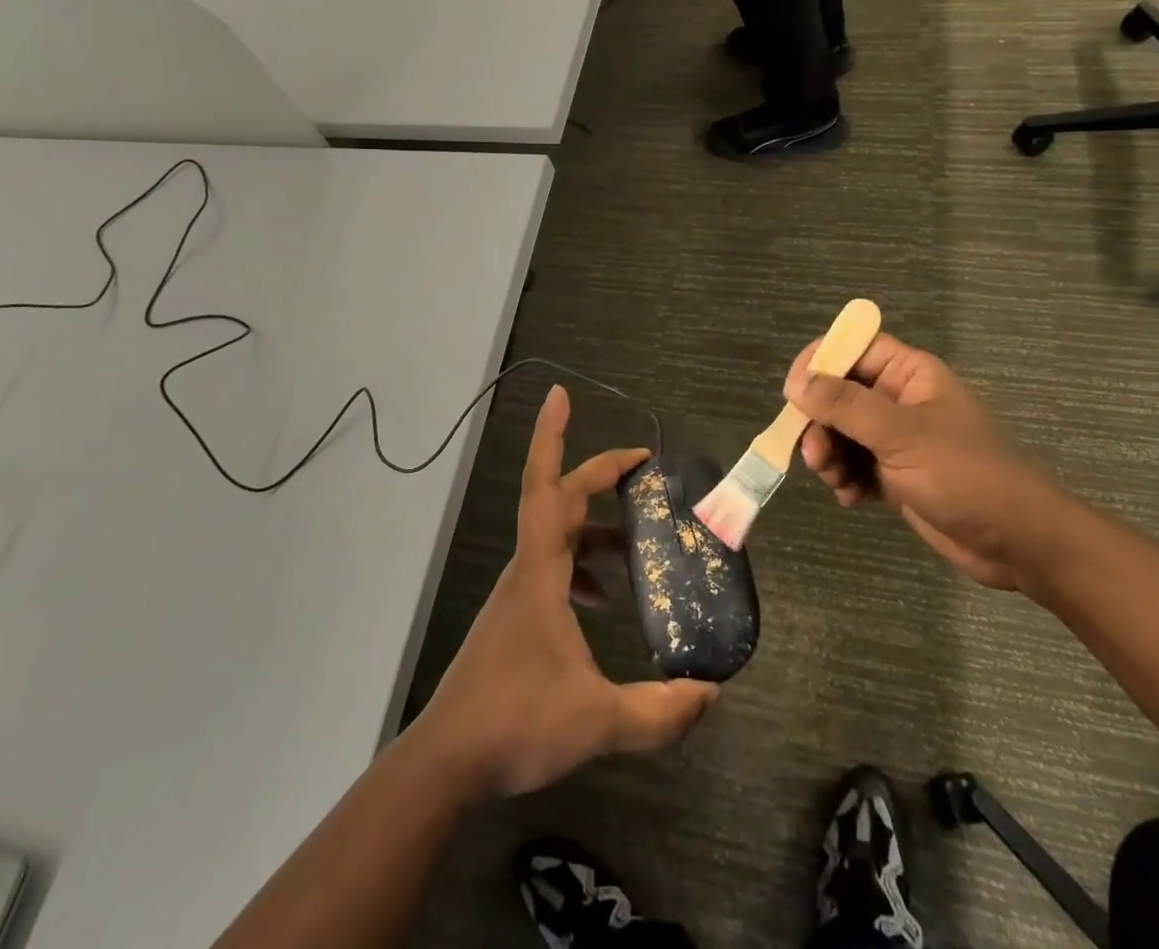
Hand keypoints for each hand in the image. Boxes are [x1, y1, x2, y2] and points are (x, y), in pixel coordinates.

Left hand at [416, 386, 718, 795]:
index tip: (562, 395)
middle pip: (557, 500)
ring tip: (640, 549)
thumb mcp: (596, 720)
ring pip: (558, 539)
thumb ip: (658, 711)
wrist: (446, 762)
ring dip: (596, 532)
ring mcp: (518, 594)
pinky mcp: (516, 618)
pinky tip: (607, 602)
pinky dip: (583, 569)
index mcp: (539, 571)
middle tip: (639, 468)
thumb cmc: (515, 724)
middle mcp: (526, 569)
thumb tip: (711, 693)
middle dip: (596, 474)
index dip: (553, 437)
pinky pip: (554, 571)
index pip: (548, 486)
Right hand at [785, 333, 1069, 589]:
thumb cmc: (965, 476)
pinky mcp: (895, 474)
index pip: (852, 348)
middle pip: (838, 393)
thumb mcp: (902, 435)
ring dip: (829, 455)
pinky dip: (845, 478)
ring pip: (840, 432)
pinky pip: (853, 464)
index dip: (819, 363)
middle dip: (820, 423)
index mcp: (909, 373)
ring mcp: (896, 439)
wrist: (1018, 544)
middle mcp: (898, 399)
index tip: (793, 393)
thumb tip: (797, 383)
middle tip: (814, 455)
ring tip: (836, 482)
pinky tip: (852, 498)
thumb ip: (846, 405)